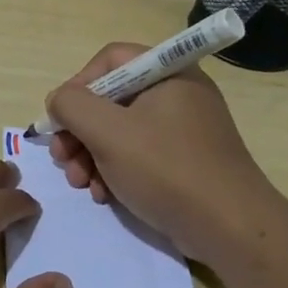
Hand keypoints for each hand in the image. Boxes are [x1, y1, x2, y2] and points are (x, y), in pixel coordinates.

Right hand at [45, 43, 274, 262]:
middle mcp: (177, 93)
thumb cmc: (166, 169)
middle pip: (111, 98)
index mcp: (167, 72)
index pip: (109, 60)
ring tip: (80, 184)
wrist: (229, 227)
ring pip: (120, 130)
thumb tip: (58, 101)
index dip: (78, 85)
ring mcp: (182, 128)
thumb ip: (72, 106)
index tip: (60, 120)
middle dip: (79, 130)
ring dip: (91, 155)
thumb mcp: (108, 132)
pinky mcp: (184, 160)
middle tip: (62, 159)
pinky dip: (115, 170)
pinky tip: (104, 195)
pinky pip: (138, 154)